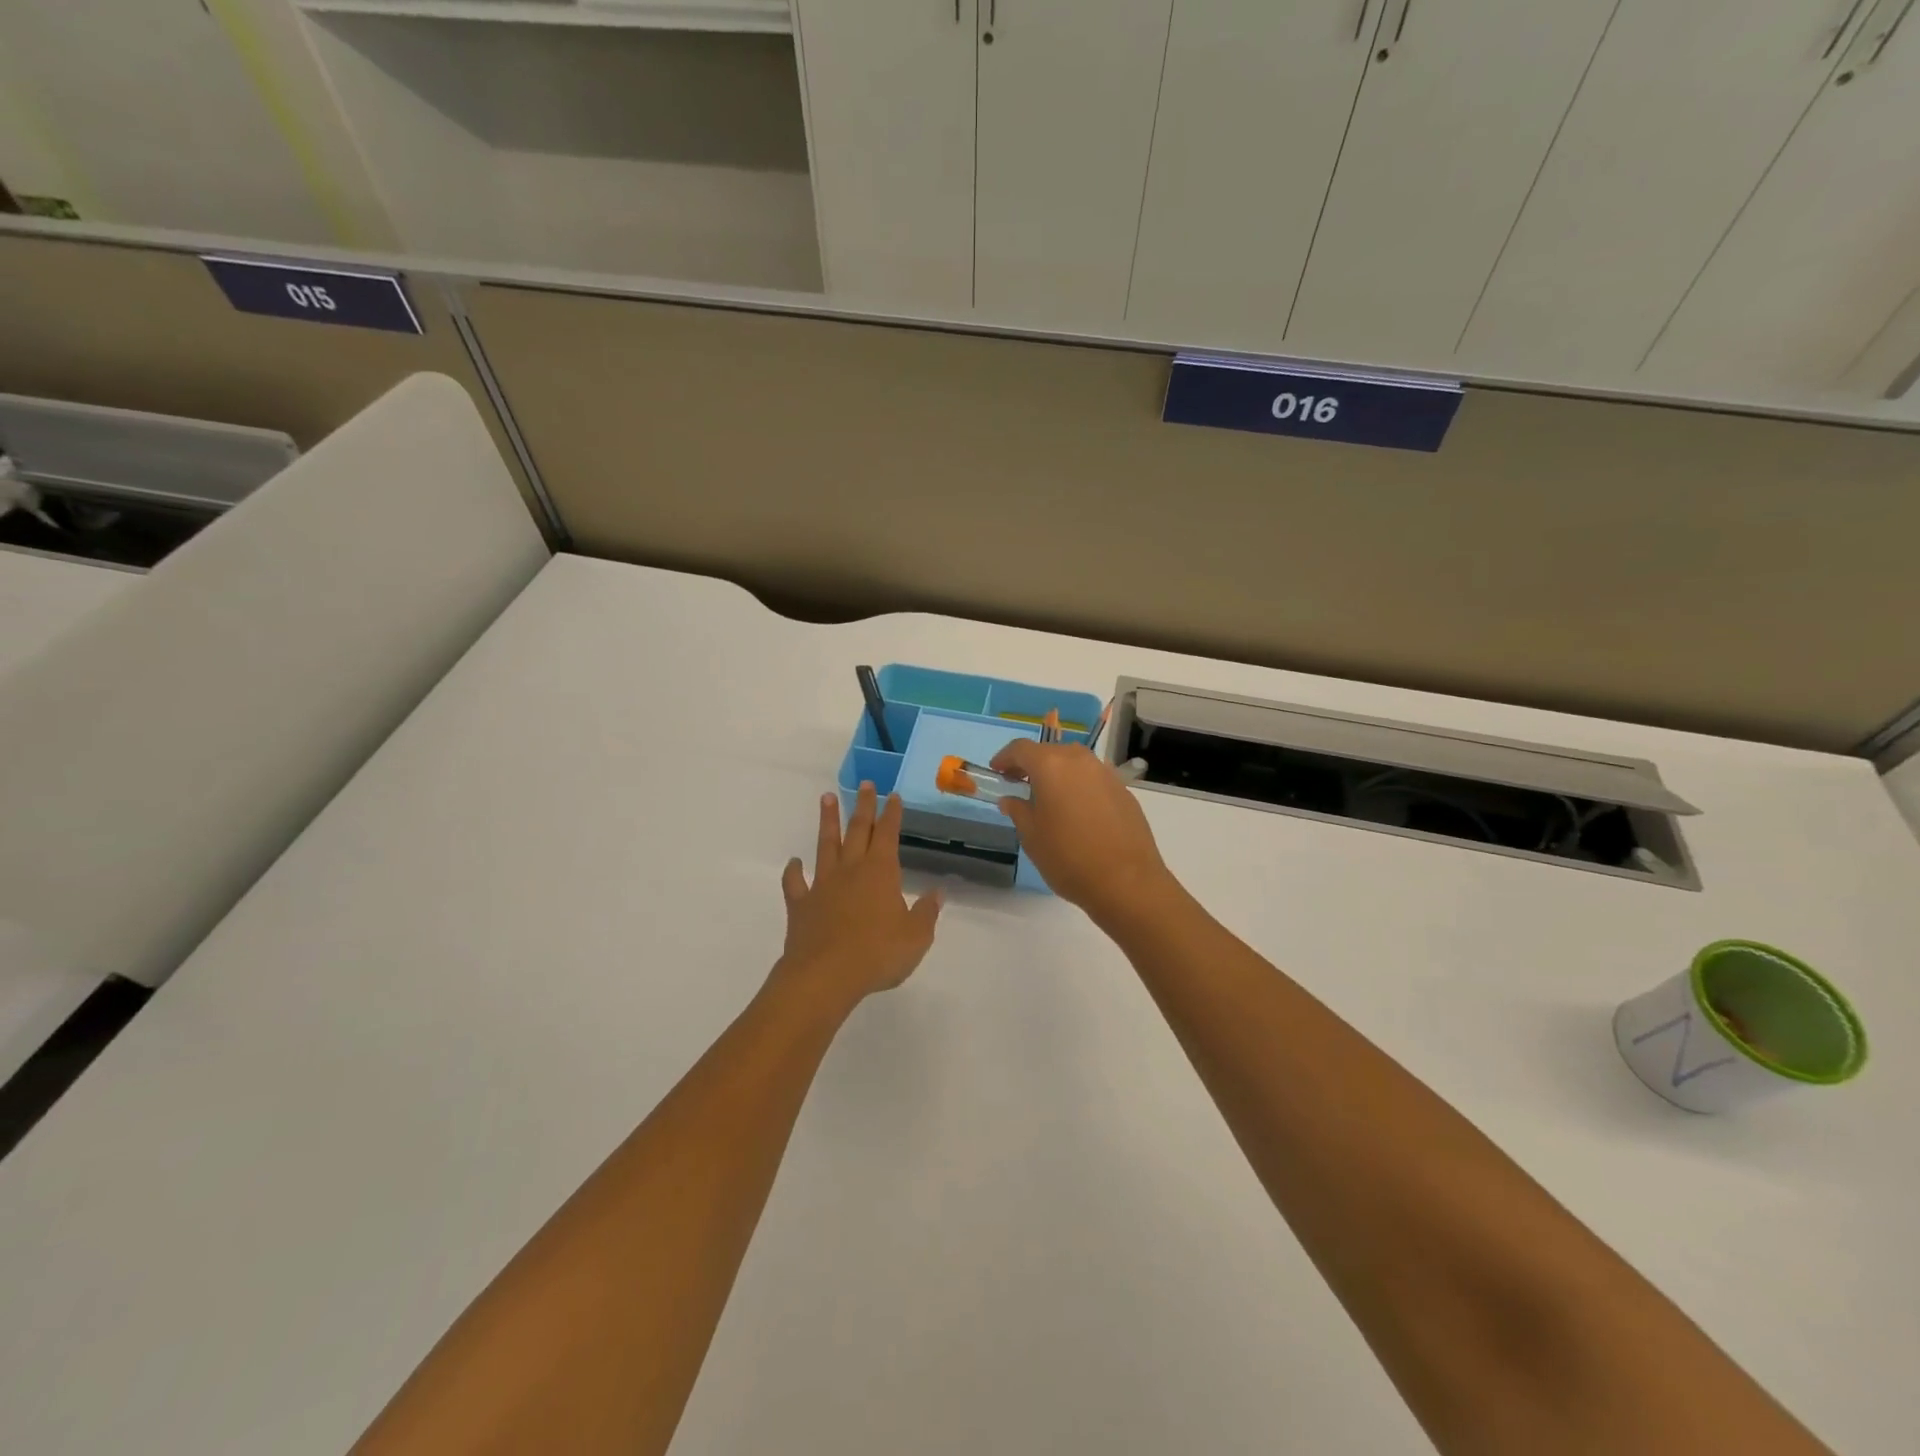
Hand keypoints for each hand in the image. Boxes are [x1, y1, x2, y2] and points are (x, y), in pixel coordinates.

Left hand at [775, 784, 942, 1007]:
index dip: (892, 814)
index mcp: (880, 872)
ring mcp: (822, 885)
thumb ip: (926, 912)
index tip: (893, 796)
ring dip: (827, 821)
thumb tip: (937, 892)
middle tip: (865, 784)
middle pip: (857, 830)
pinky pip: (795, 883)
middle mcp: (851, 870)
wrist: (825, 975)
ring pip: (825, 845)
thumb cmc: (877, 954)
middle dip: (863, 806)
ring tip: (826, 798)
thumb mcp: (916, 937)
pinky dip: (793, 872)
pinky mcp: (801, 905)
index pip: (888, 834)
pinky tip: (793, 863)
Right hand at [989, 741, 1173, 921]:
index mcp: (1052, 766)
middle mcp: (1080, 761)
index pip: (1021, 748)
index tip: (997, 772)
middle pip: (1050, 752)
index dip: (1005, 757)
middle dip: (1032, 765)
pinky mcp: (1124, 792)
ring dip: (1058, 774)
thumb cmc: (1068, 858)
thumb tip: (1010, 799)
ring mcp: (1106, 774)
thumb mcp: (1032, 836)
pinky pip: (1094, 780)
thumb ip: (1018, 811)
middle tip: (1019, 785)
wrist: (1127, 882)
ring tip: (1049, 799)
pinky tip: (1077, 812)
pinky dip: (1080, 787)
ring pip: (1075, 763)